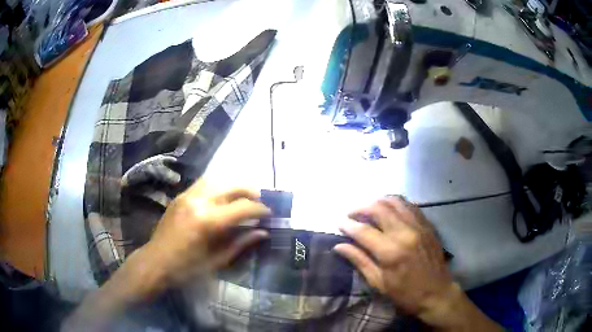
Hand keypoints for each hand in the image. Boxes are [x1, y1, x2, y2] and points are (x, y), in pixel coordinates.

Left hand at [64, 180, 270, 329]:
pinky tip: (222, 200)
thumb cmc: (187, 269)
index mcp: (208, 221)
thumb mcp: (217, 261)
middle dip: (250, 192)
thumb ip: (241, 244)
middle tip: (260, 202)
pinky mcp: (180, 197)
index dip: (260, 209)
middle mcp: (198, 201)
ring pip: (217, 180)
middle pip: (232, 186)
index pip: (243, 207)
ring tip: (243, 198)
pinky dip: (218, 188)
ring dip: (234, 187)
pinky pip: (204, 185)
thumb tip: (262, 233)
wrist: (155, 262)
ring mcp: (187, 196)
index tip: (269, 214)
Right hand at [334, 196, 452, 315]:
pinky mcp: (427, 224)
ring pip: (395, 201)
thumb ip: (359, 261)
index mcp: (391, 252)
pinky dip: (395, 203)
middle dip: (361, 208)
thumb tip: (339, 246)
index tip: (338, 222)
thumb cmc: (406, 294)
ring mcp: (418, 225)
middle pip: (379, 208)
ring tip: (368, 209)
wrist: (437, 293)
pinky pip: (409, 205)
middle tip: (351, 214)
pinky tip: (389, 210)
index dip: (347, 225)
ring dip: (378, 201)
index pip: (363, 231)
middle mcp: (405, 232)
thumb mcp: (379, 283)